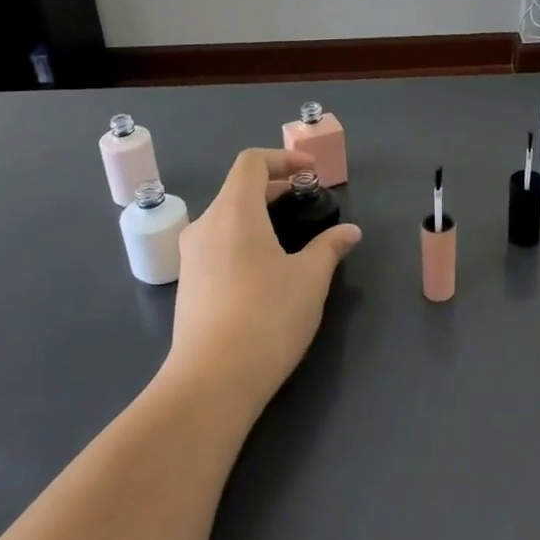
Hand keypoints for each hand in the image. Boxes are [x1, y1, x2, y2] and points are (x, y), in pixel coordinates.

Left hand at [165, 148, 361, 412]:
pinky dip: (244, 239)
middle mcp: (206, 225)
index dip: (283, 158)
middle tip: (307, 202)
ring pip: (227, 218)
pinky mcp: (189, 284)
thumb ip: (330, 247)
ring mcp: (191, 256)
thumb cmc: (267, 317)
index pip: (252, 162)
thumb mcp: (310, 279)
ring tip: (291, 236)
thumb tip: (350, 232)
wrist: (211, 381)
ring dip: (259, 215)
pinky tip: (267, 269)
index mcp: (234, 211)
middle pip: (238, 188)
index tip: (311, 174)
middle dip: (275, 188)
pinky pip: (218, 244)